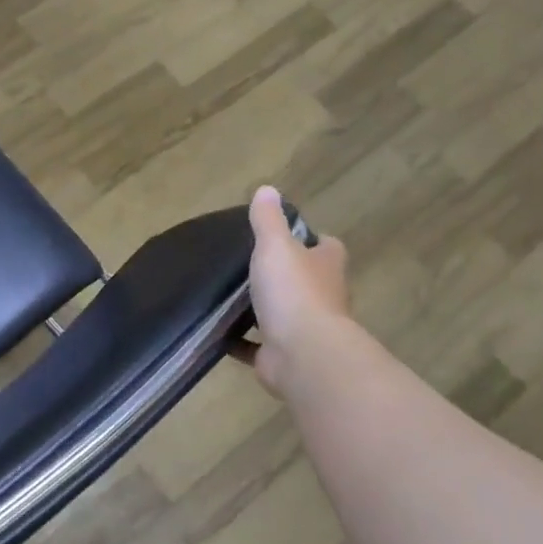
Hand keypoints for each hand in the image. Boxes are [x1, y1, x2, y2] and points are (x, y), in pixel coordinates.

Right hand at [243, 185, 351, 397]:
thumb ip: (268, 220)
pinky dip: (240, 340)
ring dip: (261, 308)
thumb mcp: (275, 246)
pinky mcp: (282, 354)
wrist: (302, 354)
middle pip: (305, 280)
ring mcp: (304, 329)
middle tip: (246, 264)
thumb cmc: (293, 292)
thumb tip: (267, 189)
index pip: (325, 246)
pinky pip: (257, 344)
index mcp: (325, 266)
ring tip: (226, 296)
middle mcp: (322, 296)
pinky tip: (217, 331)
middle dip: (283, 275)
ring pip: (282, 313)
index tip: (284, 236)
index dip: (308, 240)